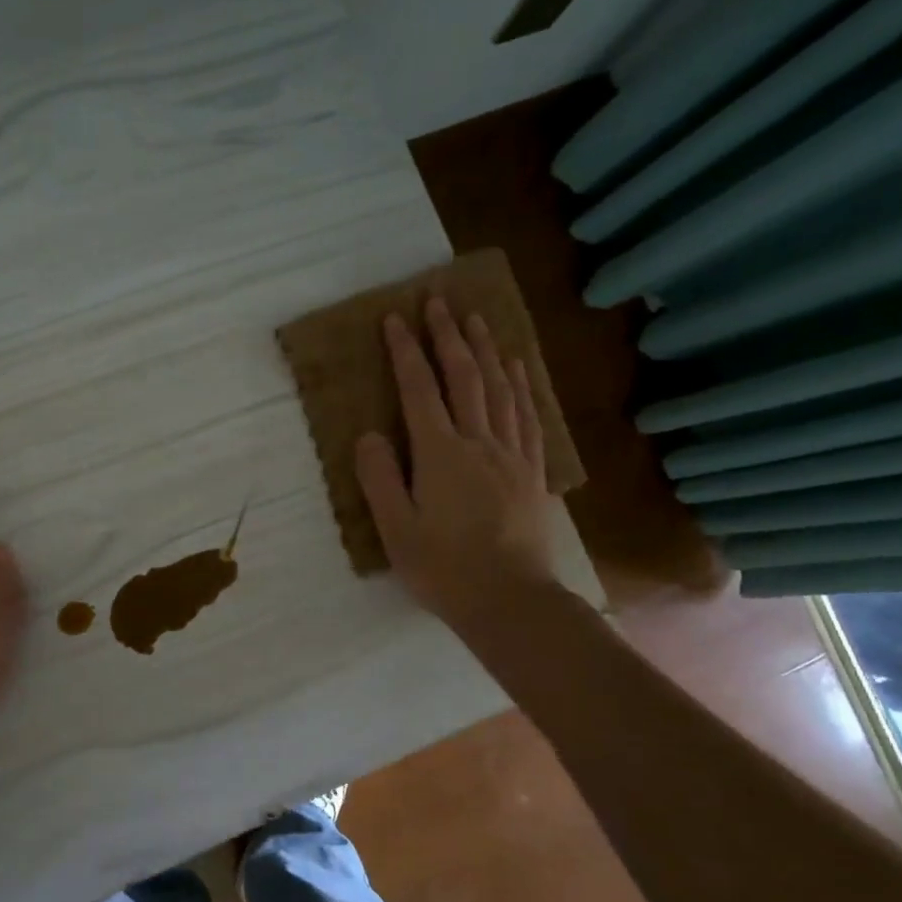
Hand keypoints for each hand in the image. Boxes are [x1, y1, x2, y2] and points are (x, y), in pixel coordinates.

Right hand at [355, 298, 558, 636]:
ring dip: (485, 349)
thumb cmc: (444, 568)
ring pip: (498, 388)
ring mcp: (510, 454)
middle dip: (447, 336)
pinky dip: (519, 384)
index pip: (419, 391)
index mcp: (440, 454)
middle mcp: (478, 442)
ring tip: (475, 318)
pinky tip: (516, 367)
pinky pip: (526, 415)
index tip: (394, 319)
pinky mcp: (531, 470)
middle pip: (463, 377)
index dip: (405, 352)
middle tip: (437, 301)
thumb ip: (379, 477)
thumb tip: (370, 434)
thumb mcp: (395, 529)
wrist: (510, 600)